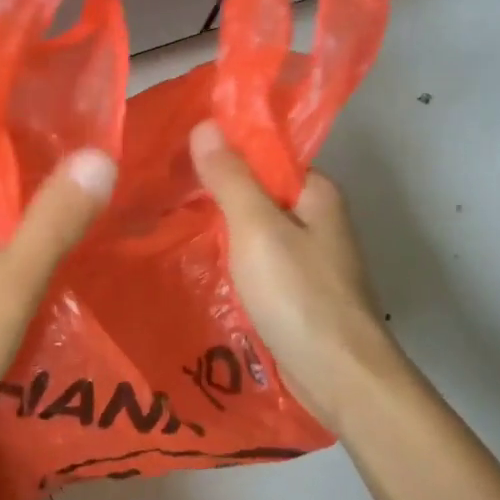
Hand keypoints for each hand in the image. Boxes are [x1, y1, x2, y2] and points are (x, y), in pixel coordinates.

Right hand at [189, 120, 394, 425]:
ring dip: (217, 229)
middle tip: (161, 191)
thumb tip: (205, 125)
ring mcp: (305, 259)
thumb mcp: (257, 228)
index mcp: (316, 194)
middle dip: (214, 192)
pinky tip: (194, 263)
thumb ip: (231, 179)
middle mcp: (315, 221)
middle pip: (257, 193)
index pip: (266, 156)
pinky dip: (228, 260)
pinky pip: (253, 263)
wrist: (338, 375)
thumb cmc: (299, 295)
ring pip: (252, 231)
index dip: (224, 152)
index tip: (177, 155)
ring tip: (165, 223)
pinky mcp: (293, 292)